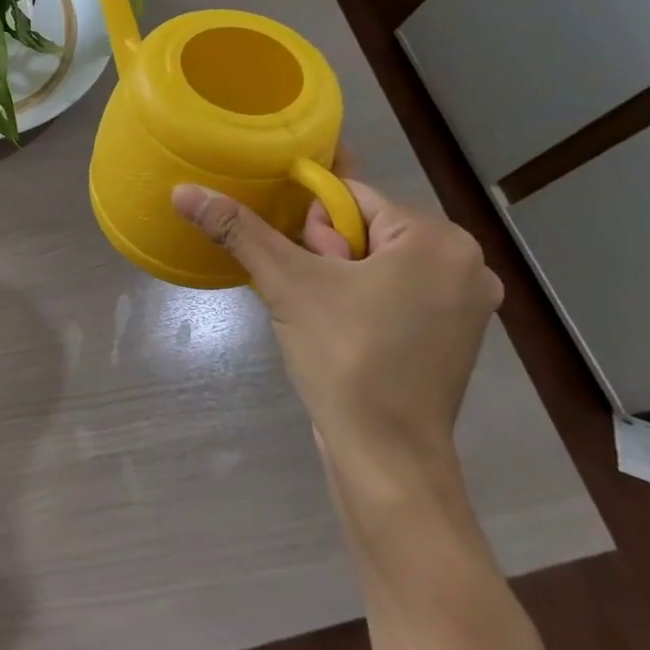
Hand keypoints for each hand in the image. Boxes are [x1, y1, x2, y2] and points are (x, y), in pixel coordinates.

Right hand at [171, 180, 501, 488]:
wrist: (386, 458)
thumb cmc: (346, 358)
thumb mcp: (286, 284)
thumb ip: (238, 229)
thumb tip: (183, 191)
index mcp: (439, 240)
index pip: (352, 196)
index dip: (313, 224)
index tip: (303, 265)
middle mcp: (466, 263)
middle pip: (367, 226)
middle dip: (328, 253)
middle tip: (316, 298)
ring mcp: (465, 304)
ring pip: (378, 259)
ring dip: (341, 276)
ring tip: (326, 317)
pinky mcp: (453, 335)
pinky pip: (396, 290)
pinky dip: (363, 298)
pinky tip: (344, 329)